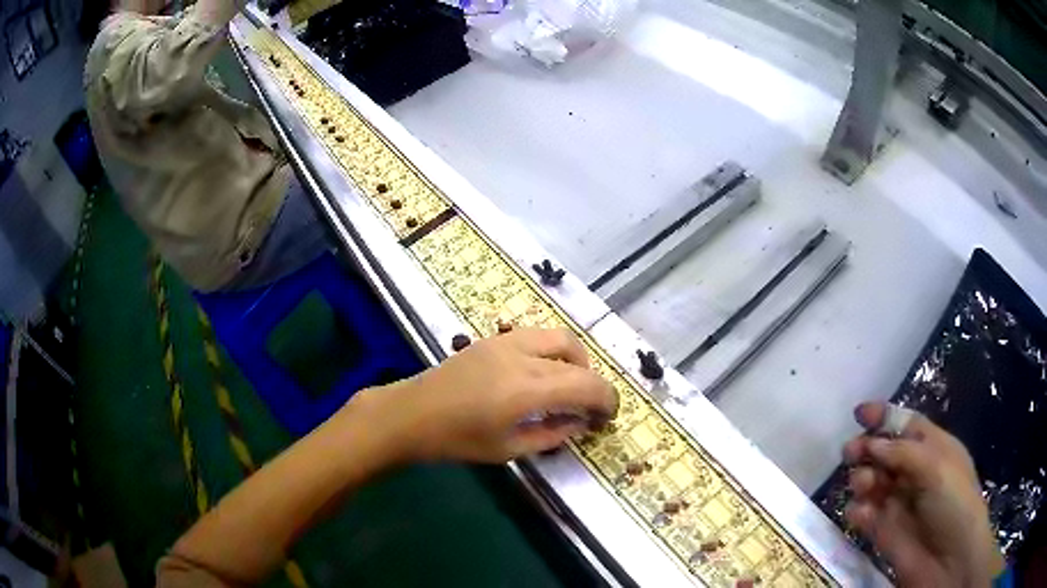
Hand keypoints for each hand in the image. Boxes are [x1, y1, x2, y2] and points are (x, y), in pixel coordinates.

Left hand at [354, 328, 618, 463]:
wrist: (411, 413)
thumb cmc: (457, 440)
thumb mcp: (508, 449)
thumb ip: (551, 434)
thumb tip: (580, 423)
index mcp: (526, 390)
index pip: (585, 385)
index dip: (606, 400)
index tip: (608, 417)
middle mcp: (521, 357)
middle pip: (577, 358)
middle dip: (594, 382)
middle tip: (590, 405)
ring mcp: (505, 341)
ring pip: (559, 338)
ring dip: (575, 361)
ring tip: (568, 387)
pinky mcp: (492, 338)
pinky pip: (537, 336)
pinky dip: (553, 351)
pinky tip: (541, 374)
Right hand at [843, 402, 1003, 587]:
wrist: (948, 561)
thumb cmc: (954, 503)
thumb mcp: (936, 468)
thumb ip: (903, 453)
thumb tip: (871, 442)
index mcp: (933, 449)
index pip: (906, 425)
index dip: (884, 416)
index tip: (859, 413)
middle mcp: (914, 472)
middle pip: (884, 451)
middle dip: (867, 447)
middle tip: (851, 453)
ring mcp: (898, 503)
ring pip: (871, 482)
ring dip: (862, 478)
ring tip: (864, 486)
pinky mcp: (882, 531)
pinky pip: (863, 515)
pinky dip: (858, 511)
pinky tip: (862, 515)